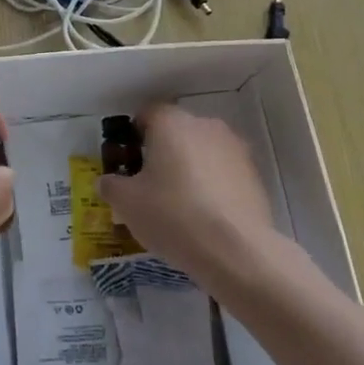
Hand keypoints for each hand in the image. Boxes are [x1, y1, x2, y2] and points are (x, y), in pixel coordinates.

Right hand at [96, 104, 279, 291]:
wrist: (235, 250)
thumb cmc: (172, 215)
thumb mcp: (126, 203)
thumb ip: (111, 185)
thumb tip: (109, 181)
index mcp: (172, 123)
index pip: (147, 114)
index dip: (134, 136)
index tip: (129, 162)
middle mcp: (206, 125)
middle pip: (177, 132)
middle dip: (163, 153)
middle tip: (150, 186)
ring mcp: (235, 149)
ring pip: (203, 152)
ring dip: (190, 169)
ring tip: (180, 205)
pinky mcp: (254, 175)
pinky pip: (224, 173)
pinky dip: (213, 187)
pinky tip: (205, 217)